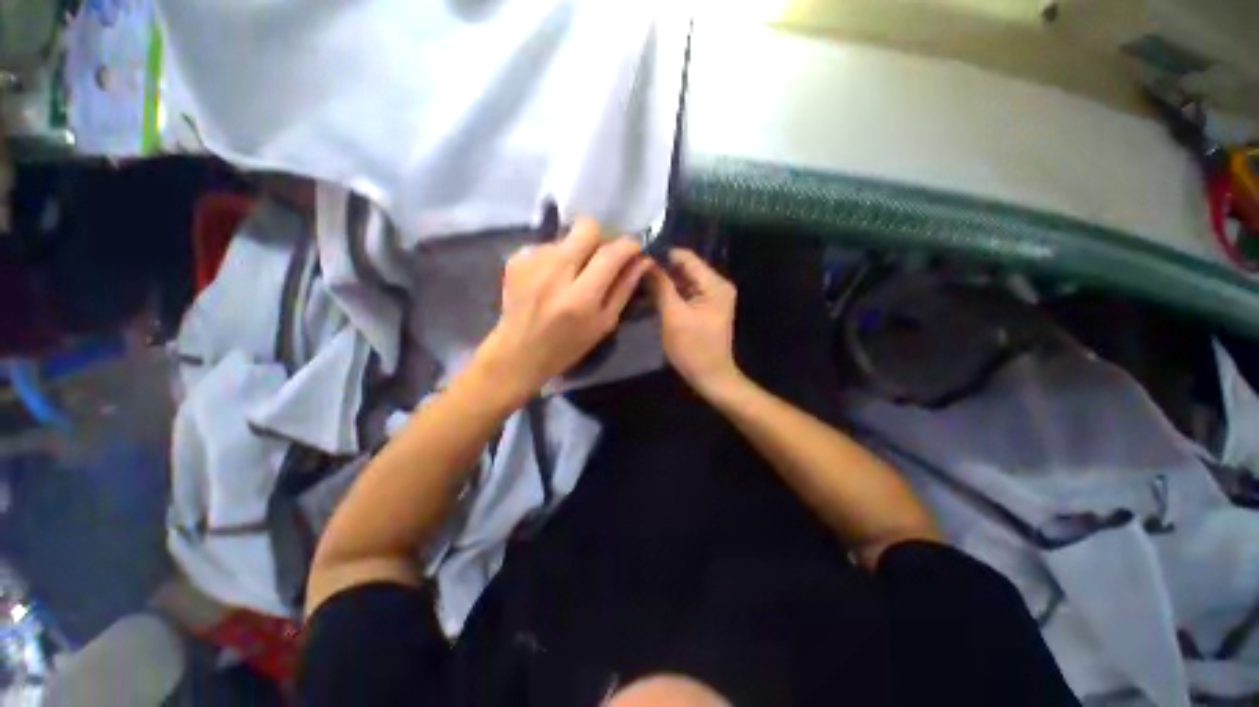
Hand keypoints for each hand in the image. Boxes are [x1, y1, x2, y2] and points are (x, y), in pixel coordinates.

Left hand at [476, 218, 649, 402]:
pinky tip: (552, 279)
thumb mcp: (604, 324)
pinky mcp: (516, 259)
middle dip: (601, 238)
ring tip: (572, 275)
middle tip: (603, 256)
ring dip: (577, 250)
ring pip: (567, 236)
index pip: (609, 255)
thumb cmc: (567, 346)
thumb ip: (624, 289)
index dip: (627, 245)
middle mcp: (554, 274)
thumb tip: (643, 261)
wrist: (518, 353)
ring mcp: (531, 263)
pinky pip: (548, 245)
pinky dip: (557, 257)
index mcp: (579, 298)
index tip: (634, 247)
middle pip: (586, 228)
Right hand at [649, 249, 742, 397]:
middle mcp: (717, 285)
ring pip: (684, 281)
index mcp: (714, 284)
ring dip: (664, 284)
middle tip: (635, 275)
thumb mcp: (673, 316)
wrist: (711, 378)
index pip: (686, 257)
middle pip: (685, 268)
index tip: (637, 260)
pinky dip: (671, 295)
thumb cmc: (693, 349)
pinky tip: (652, 298)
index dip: (662, 256)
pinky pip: (687, 294)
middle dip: (661, 271)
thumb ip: (661, 286)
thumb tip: (646, 261)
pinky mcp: (706, 308)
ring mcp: (713, 297)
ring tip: (640, 285)